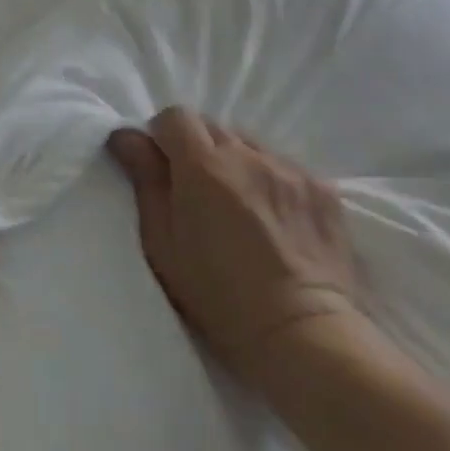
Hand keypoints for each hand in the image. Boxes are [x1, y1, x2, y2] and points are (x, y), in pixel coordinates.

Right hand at [107, 108, 358, 381]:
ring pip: (249, 144)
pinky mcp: (323, 188)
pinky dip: (270, 179)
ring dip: (235, 161)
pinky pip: (284, 166)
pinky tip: (274, 218)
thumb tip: (126, 135)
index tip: (162, 167)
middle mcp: (248, 154)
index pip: (175, 116)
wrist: (303, 334)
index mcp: (203, 165)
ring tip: (239, 204)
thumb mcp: (162, 242)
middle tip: (196, 190)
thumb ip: (145, 179)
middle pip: (212, 126)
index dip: (162, 136)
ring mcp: (290, 169)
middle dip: (197, 147)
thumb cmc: (217, 295)